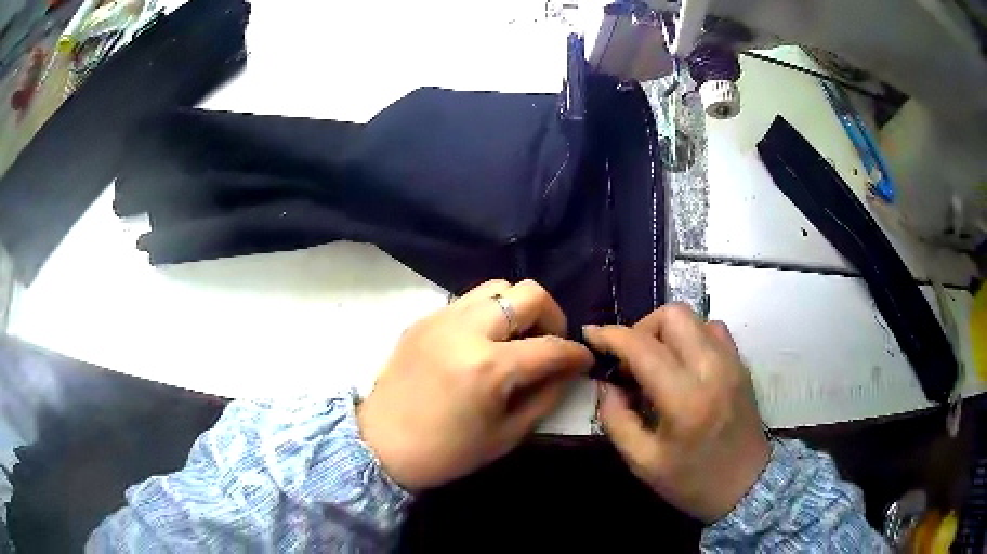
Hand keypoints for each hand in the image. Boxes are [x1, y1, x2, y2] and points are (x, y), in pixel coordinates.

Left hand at [358, 279, 593, 490]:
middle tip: (550, 343)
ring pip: (496, 287)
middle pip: (528, 293)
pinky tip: (483, 342)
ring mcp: (441, 319)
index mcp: (489, 367)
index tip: (584, 360)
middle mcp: (466, 330)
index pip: (551, 346)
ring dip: (518, 308)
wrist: (380, 445)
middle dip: (552, 316)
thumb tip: (568, 371)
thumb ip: (545, 397)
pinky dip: (488, 314)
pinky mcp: (423, 319)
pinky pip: (467, 301)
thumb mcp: (506, 435)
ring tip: (517, 338)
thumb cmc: (446, 452)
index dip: (576, 353)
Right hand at [583, 304, 768, 522]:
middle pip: (673, 315)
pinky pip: (712, 329)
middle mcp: (712, 369)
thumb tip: (607, 385)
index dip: (610, 335)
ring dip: (666, 331)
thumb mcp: (643, 462)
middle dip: (641, 327)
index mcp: (685, 399)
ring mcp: (732, 362)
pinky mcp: (741, 364)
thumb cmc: (692, 481)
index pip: (642, 347)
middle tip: (630, 360)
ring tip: (656, 362)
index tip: (590, 335)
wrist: (746, 485)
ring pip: (694, 317)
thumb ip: (616, 420)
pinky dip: (691, 336)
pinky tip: (682, 363)